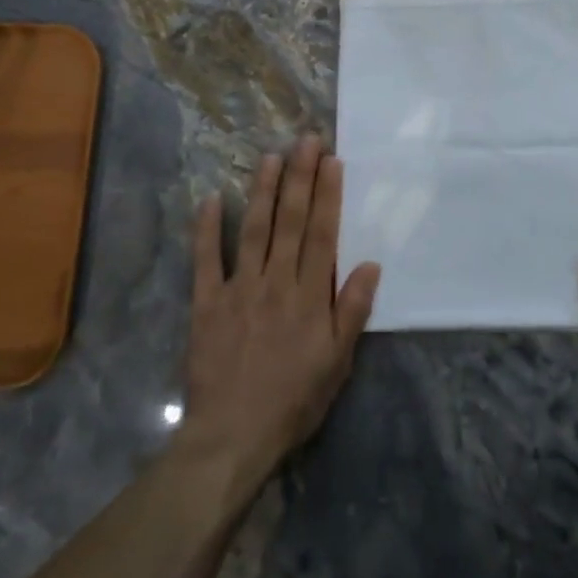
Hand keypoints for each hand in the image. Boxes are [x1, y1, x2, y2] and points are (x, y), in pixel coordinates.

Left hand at [178, 136, 381, 492]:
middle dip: (300, 177)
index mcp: (309, 295)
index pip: (322, 233)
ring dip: (263, 191)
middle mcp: (276, 281)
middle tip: (305, 141)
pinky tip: (211, 199)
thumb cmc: (293, 401)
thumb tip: (370, 264)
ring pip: (254, 230)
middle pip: (291, 221)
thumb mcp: (337, 363)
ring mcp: (239, 289)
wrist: (233, 437)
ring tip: (270, 156)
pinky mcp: (207, 303)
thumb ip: (352, 311)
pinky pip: (206, 260)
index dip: (328, 194)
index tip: (332, 161)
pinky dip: (207, 229)